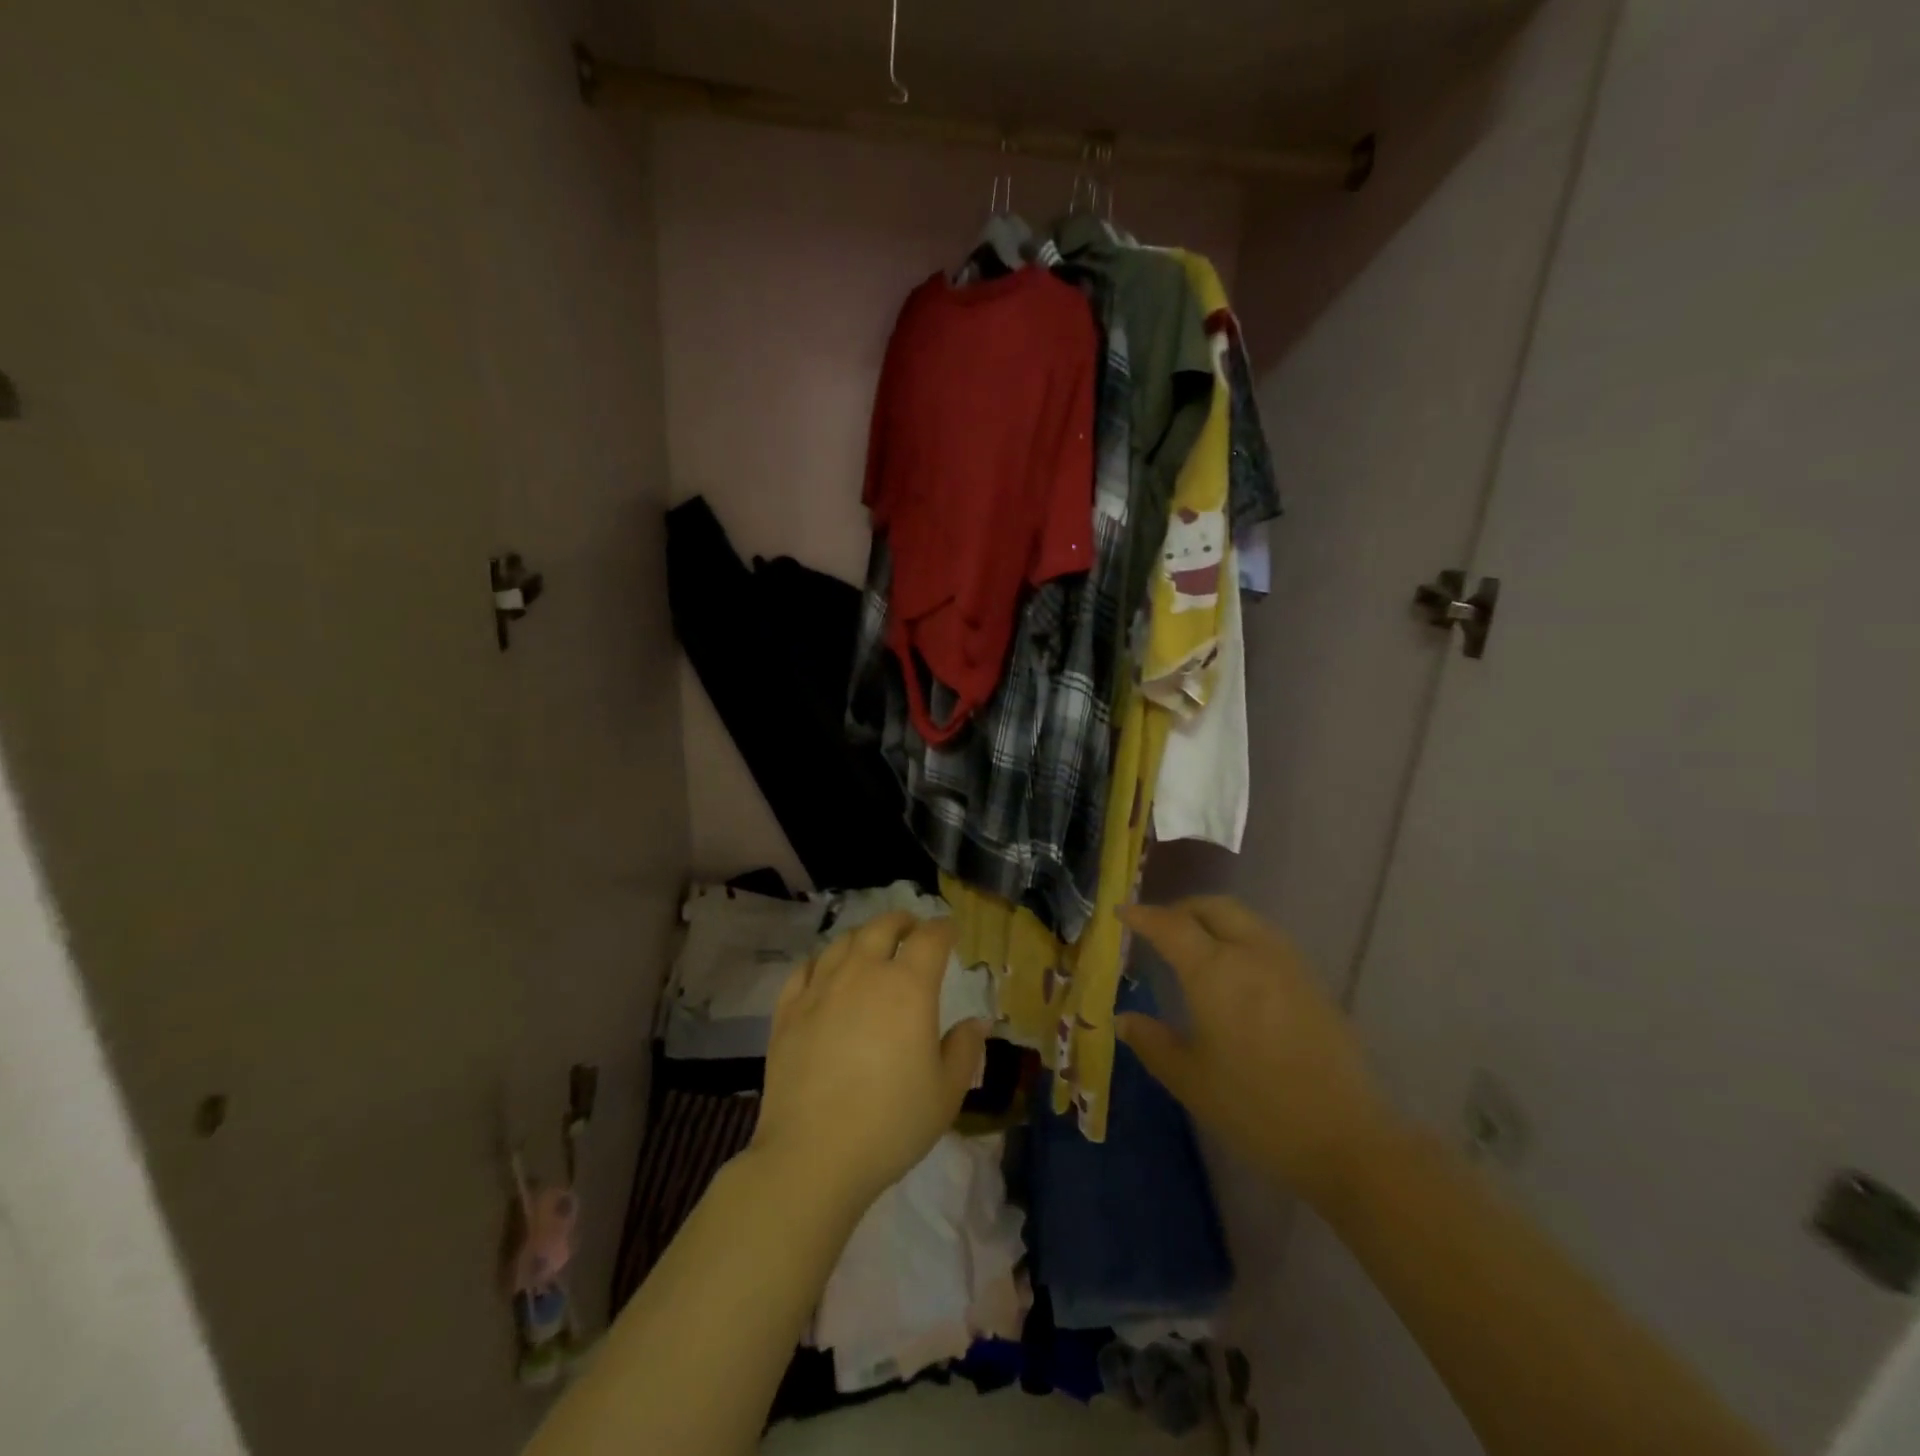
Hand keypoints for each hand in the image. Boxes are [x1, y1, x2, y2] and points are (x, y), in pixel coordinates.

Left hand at [751, 912, 987, 1213]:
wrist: (813, 1154)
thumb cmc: (891, 1123)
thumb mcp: (946, 1092)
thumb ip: (964, 1050)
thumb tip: (976, 1022)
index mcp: (908, 986)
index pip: (930, 938)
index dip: (943, 929)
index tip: (950, 931)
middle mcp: (864, 973)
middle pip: (883, 927)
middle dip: (902, 921)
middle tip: (911, 928)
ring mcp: (821, 988)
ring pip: (843, 942)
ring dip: (863, 937)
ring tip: (870, 946)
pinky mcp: (788, 1010)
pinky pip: (805, 969)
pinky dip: (821, 961)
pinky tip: (825, 971)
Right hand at [1117, 897, 1395, 1202]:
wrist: (1346, 1138)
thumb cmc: (1255, 1107)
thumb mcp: (1189, 1079)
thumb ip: (1152, 1042)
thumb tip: (1124, 1019)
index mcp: (1214, 970)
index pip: (1170, 925)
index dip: (1142, 915)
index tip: (1121, 912)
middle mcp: (1251, 952)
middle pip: (1212, 906)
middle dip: (1180, 909)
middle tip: (1157, 928)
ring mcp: (1287, 963)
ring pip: (1243, 917)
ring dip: (1212, 919)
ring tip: (1193, 946)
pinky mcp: (1311, 981)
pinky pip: (1265, 938)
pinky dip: (1238, 937)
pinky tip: (1233, 971)